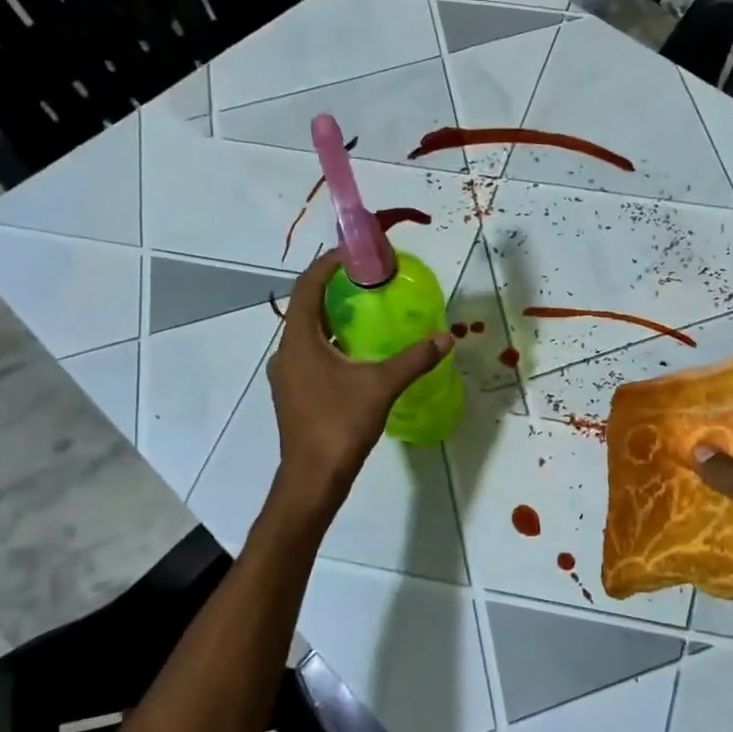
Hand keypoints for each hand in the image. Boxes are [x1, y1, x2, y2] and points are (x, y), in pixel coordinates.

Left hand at [266, 251, 452, 511]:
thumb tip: (445, 337)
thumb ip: (414, 359)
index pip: (308, 286)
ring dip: (335, 318)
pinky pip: (312, 354)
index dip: (328, 264)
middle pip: (307, 307)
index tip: (355, 251)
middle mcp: (286, 352)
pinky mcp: (295, 394)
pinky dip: (333, 343)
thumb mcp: (381, 387)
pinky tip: (359, 353)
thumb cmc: (339, 425)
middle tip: (369, 279)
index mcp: (299, 341)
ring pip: (309, 333)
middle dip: (336, 289)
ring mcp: (288, 375)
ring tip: (368, 310)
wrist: (313, 479)